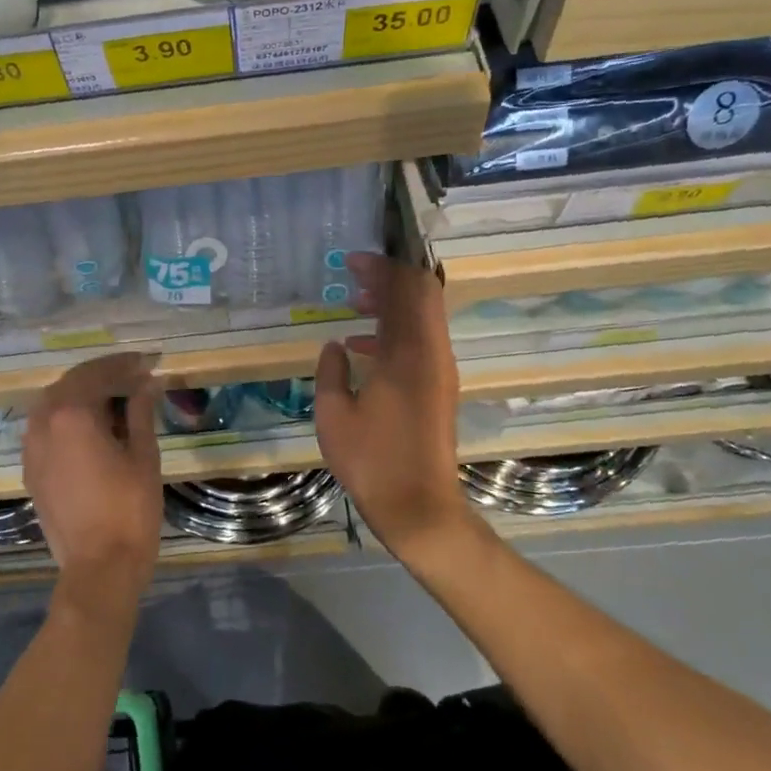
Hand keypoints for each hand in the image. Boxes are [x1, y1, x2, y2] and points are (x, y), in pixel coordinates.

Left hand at [22, 352, 162, 611]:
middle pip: (71, 382)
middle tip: (134, 375)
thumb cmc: (130, 510)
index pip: (98, 372)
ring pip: (53, 402)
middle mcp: (43, 422)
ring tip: (114, 397)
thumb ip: (141, 412)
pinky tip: (91, 425)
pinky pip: (45, 427)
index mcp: (71, 414)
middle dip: (103, 374)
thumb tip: (147, 382)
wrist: (99, 568)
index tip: (148, 362)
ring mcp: (31, 447)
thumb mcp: (143, 455)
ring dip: (82, 393)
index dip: (125, 364)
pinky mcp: (30, 469)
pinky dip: (67, 416)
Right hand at [315, 254, 473, 561]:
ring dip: (393, 305)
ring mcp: (439, 372)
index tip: (351, 262)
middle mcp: (432, 354)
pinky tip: (361, 348)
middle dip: (390, 279)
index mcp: (409, 353)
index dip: (382, 268)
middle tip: (354, 277)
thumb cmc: (372, 460)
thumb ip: (330, 372)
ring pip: (422, 320)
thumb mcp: (334, 415)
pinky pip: (420, 343)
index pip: (406, 289)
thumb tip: (334, 346)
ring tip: (354, 306)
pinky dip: (395, 333)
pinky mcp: (438, 390)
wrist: (420, 507)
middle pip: (422, 297)